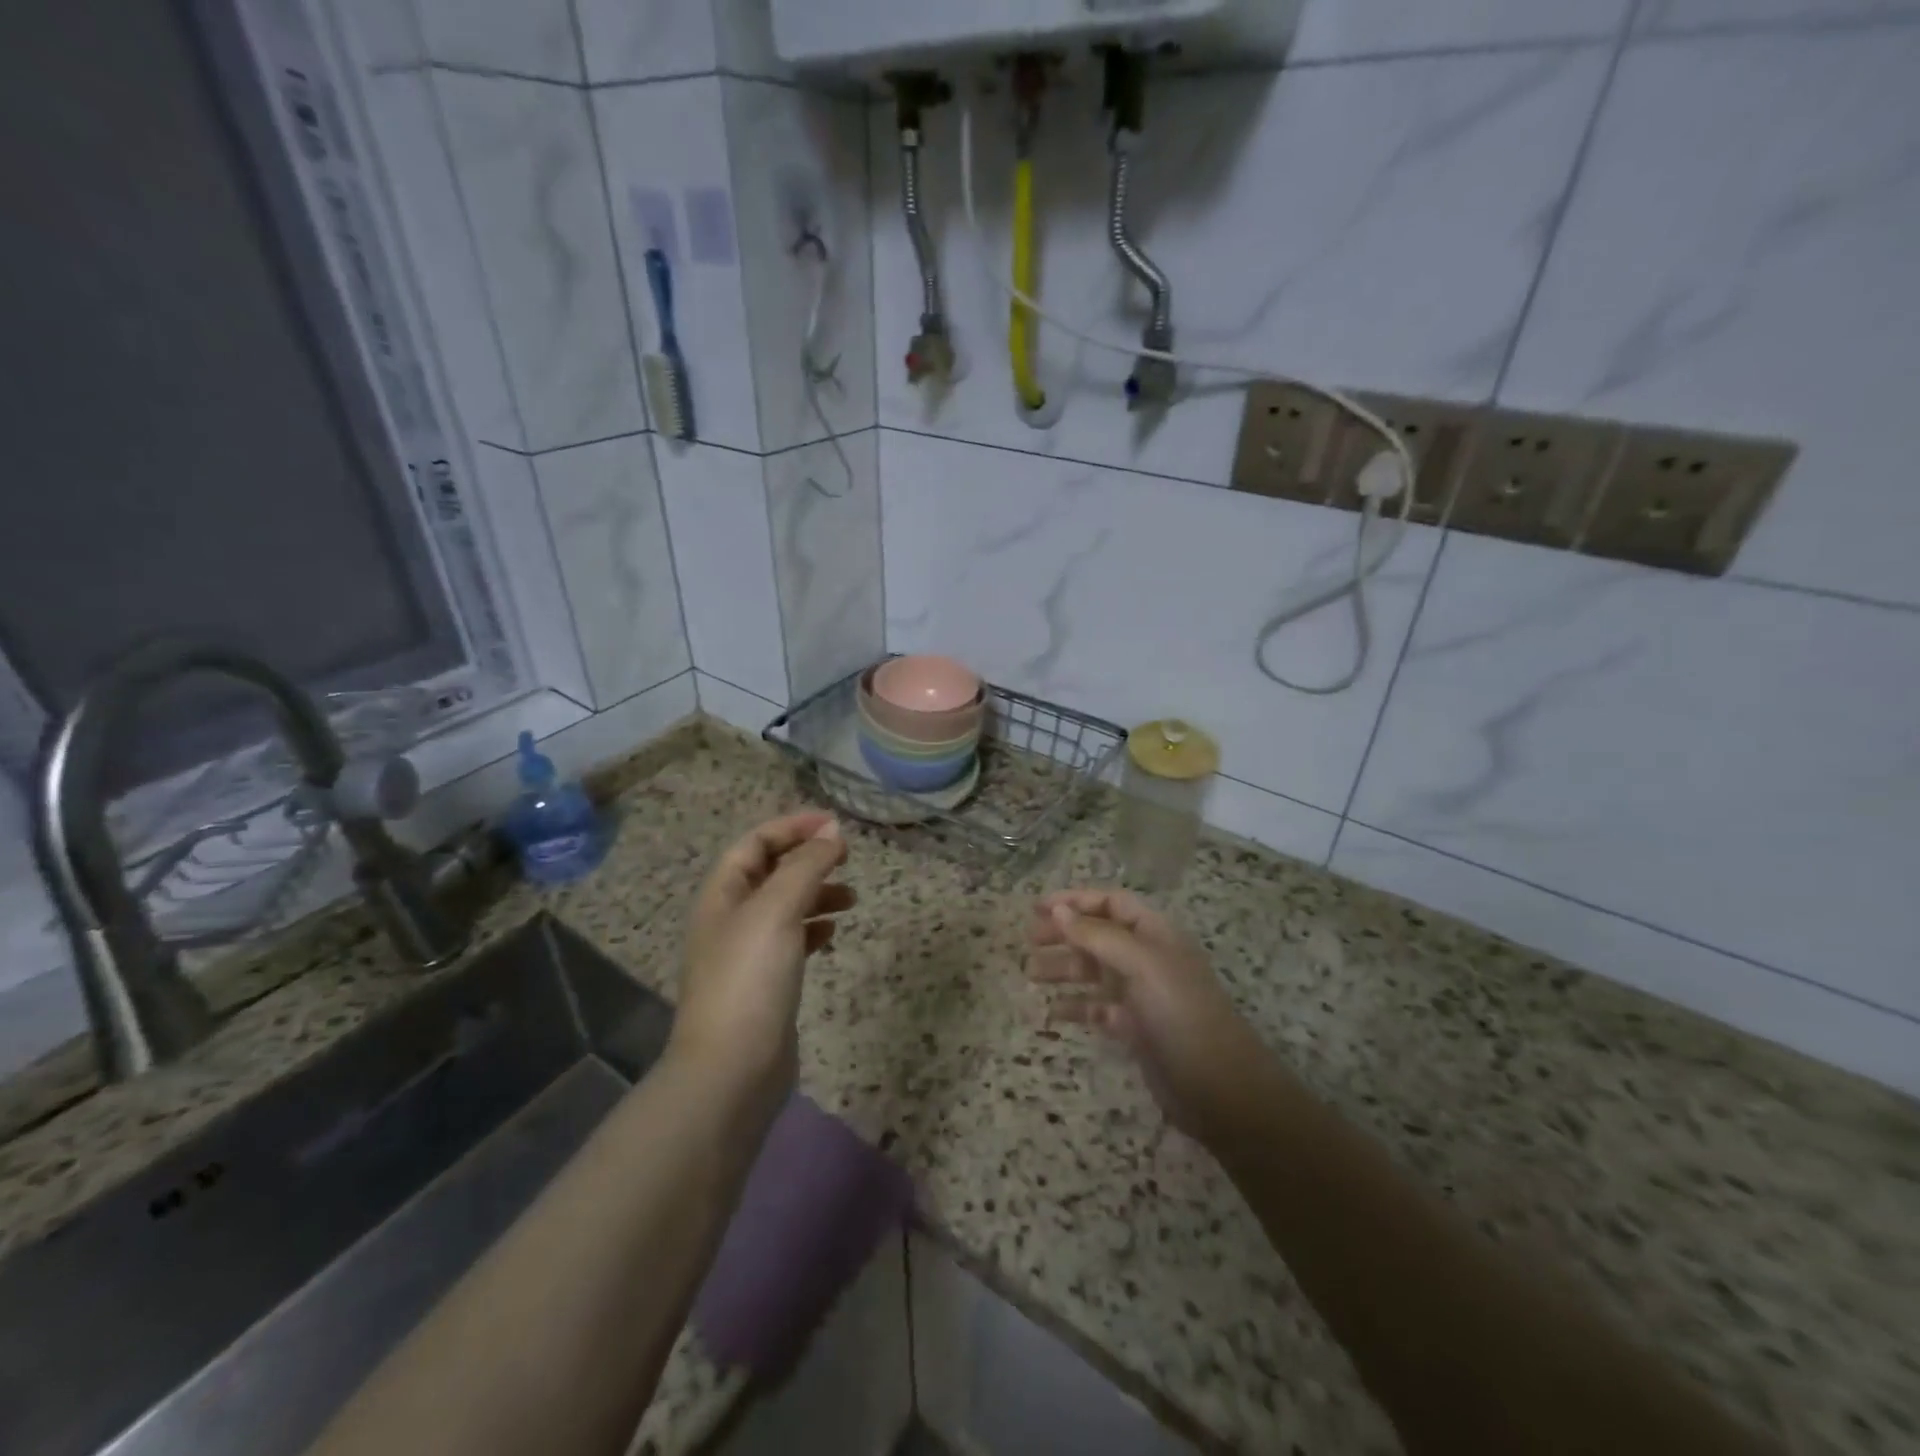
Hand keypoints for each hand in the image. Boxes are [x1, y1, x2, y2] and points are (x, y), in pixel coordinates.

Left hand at [674, 812, 852, 1103]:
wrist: (732, 1069)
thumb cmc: (750, 979)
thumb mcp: (777, 910)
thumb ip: (806, 866)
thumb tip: (833, 831)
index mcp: (723, 894)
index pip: (755, 842)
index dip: (793, 827)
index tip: (835, 825)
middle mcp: (730, 918)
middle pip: (770, 872)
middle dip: (807, 858)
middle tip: (847, 856)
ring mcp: (746, 953)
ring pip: (785, 906)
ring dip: (816, 893)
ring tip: (851, 898)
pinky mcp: (764, 984)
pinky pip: (791, 940)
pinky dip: (813, 928)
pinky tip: (832, 932)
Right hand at [1028, 889, 1267, 1143]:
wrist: (1222, 1089)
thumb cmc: (1181, 1014)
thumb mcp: (1141, 965)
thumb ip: (1097, 935)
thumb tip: (1058, 910)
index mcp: (1154, 934)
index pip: (1111, 903)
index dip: (1076, 900)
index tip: (1037, 908)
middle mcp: (1147, 959)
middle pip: (1098, 935)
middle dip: (1064, 934)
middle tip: (1028, 941)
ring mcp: (1142, 995)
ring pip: (1094, 972)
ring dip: (1063, 969)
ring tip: (1029, 974)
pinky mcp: (1136, 1030)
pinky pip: (1098, 1009)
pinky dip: (1075, 1007)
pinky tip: (1051, 1013)